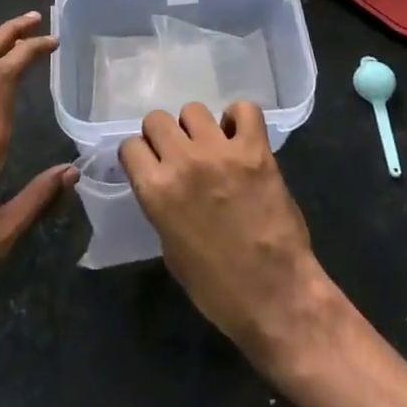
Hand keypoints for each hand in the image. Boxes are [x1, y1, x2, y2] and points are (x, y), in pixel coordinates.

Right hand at [120, 101, 342, 368]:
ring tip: (212, 148)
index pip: (130, 146)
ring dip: (198, 129)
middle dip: (163, 136)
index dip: (139, 156)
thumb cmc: (218, 289)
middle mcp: (183, 162)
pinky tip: (240, 138)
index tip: (150, 165)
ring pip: (193, 110)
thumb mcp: (171, 251)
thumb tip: (165, 184)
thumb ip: (162, 206)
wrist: (276, 297)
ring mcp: (220, 152)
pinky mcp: (255, 150)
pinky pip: (243, 109)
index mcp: (156, 192)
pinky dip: (239, 119)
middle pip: (157, 119)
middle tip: (180, 155)